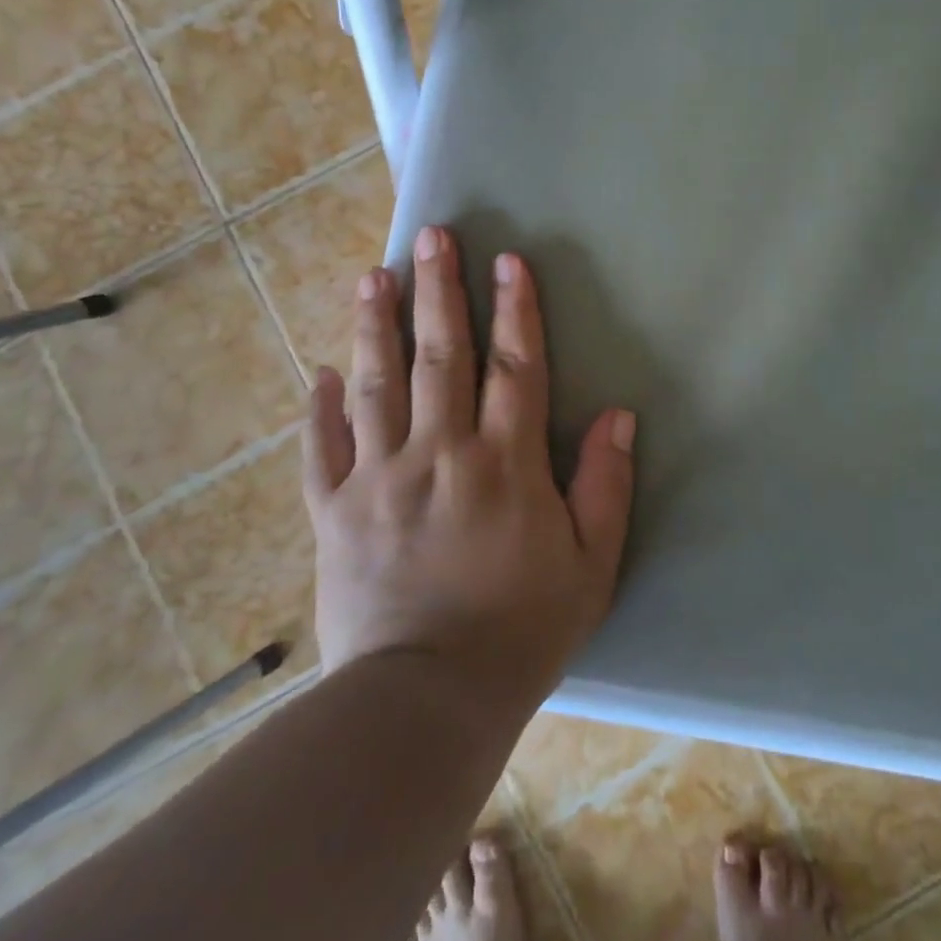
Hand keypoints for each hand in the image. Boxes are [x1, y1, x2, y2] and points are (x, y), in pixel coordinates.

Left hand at [303, 225, 635, 715]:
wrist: (427, 703)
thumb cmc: (522, 632)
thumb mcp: (590, 565)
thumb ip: (606, 485)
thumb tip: (619, 414)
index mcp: (504, 463)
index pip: (513, 366)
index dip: (515, 309)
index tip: (509, 259)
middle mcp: (440, 453)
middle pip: (440, 355)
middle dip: (439, 290)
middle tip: (430, 237)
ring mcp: (380, 479)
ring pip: (377, 385)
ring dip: (377, 326)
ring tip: (374, 277)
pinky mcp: (336, 513)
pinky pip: (325, 450)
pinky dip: (320, 409)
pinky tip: (321, 372)